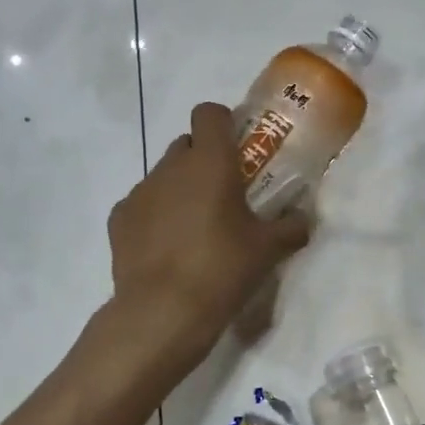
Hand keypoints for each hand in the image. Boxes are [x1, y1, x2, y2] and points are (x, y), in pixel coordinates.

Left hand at [105, 102, 311, 368]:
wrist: (163, 311)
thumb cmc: (222, 269)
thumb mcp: (268, 250)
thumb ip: (291, 227)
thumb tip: (305, 219)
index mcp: (210, 162)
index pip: (209, 113)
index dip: (222, 123)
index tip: (237, 149)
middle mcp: (171, 167)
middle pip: (186, 144)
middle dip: (202, 160)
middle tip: (222, 194)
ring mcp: (140, 191)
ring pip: (163, 175)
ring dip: (179, 189)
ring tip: (194, 228)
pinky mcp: (118, 218)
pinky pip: (141, 204)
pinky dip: (154, 215)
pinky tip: (166, 247)